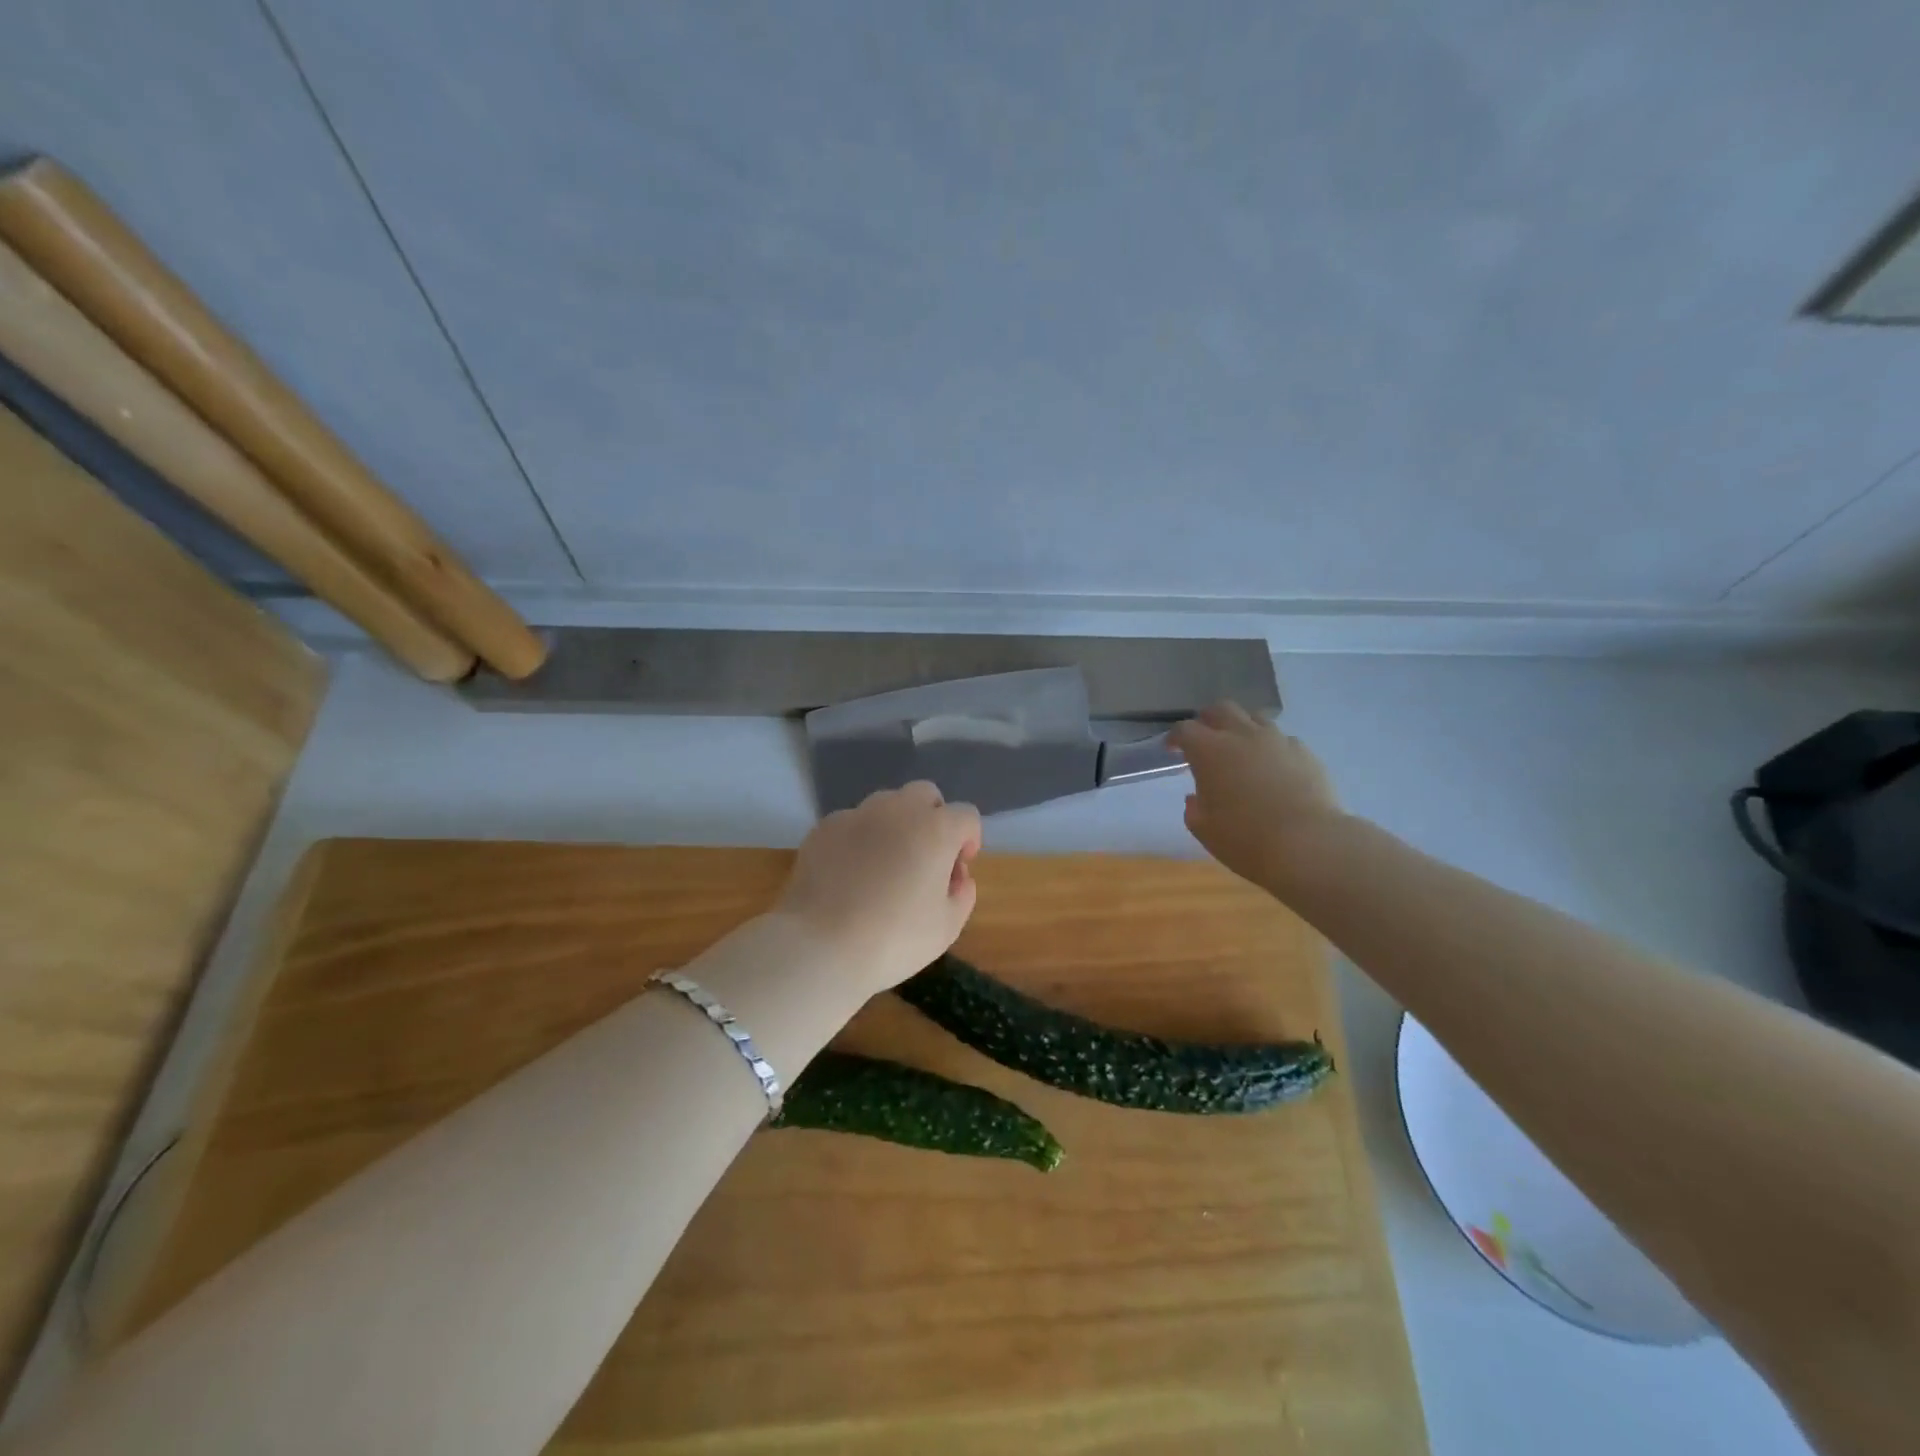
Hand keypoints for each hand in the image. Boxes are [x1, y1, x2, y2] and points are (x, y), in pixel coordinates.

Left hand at [775, 782, 982, 995]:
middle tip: (925, 858)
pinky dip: (859, 838)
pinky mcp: (824, 827)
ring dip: (896, 824)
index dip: (969, 840)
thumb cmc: (893, 940)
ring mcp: (857, 814)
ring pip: (887, 803)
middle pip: (926, 794)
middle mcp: (898, 810)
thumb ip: (962, 895)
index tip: (957, 869)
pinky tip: (850, 873)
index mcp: (935, 830)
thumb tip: (958, 877)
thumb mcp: (946, 928)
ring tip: (885, 864)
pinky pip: (852, 822)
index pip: (966, 815)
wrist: (820, 946)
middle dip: (933, 818)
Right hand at [1168, 701, 1343, 890]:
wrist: (1307, 844)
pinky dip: (1272, 748)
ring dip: (1242, 728)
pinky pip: (1283, 739)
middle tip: (1205, 739)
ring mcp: (1277, 740)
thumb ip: (1194, 808)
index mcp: (1209, 751)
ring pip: (1255, 718)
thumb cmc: (1245, 838)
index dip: (1175, 737)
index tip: (1172, 750)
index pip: (1185, 730)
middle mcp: (1242, 735)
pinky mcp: (1305, 752)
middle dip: (1209, 720)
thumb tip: (1197, 797)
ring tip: (1241, 750)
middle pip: (1221, 709)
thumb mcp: (1204, 829)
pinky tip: (1274, 769)